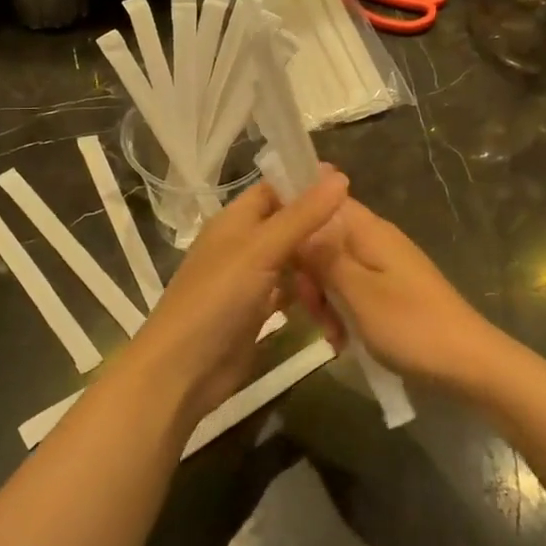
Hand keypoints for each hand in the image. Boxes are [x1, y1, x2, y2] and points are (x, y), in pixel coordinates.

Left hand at [124, 169, 348, 426]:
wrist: (183, 370)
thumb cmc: (217, 299)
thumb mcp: (261, 250)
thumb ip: (301, 216)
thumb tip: (340, 175)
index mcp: (235, 220)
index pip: (274, 189)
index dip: (306, 183)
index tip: (349, 185)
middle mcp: (242, 245)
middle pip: (286, 225)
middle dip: (319, 225)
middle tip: (362, 230)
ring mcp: (249, 280)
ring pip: (291, 260)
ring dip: (318, 260)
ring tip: (359, 259)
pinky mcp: (257, 312)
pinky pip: (290, 293)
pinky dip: (310, 292)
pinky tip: (339, 294)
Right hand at [296, 198, 497, 390]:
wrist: (469, 365)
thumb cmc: (411, 325)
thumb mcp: (358, 293)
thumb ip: (323, 257)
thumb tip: (297, 222)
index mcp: (369, 231)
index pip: (325, 198)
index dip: (296, 209)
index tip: (274, 239)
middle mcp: (376, 241)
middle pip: (324, 239)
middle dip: (308, 272)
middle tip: (311, 308)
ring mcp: (384, 267)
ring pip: (335, 270)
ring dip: (324, 299)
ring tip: (331, 333)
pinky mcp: (390, 292)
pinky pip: (352, 291)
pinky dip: (342, 312)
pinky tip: (342, 341)